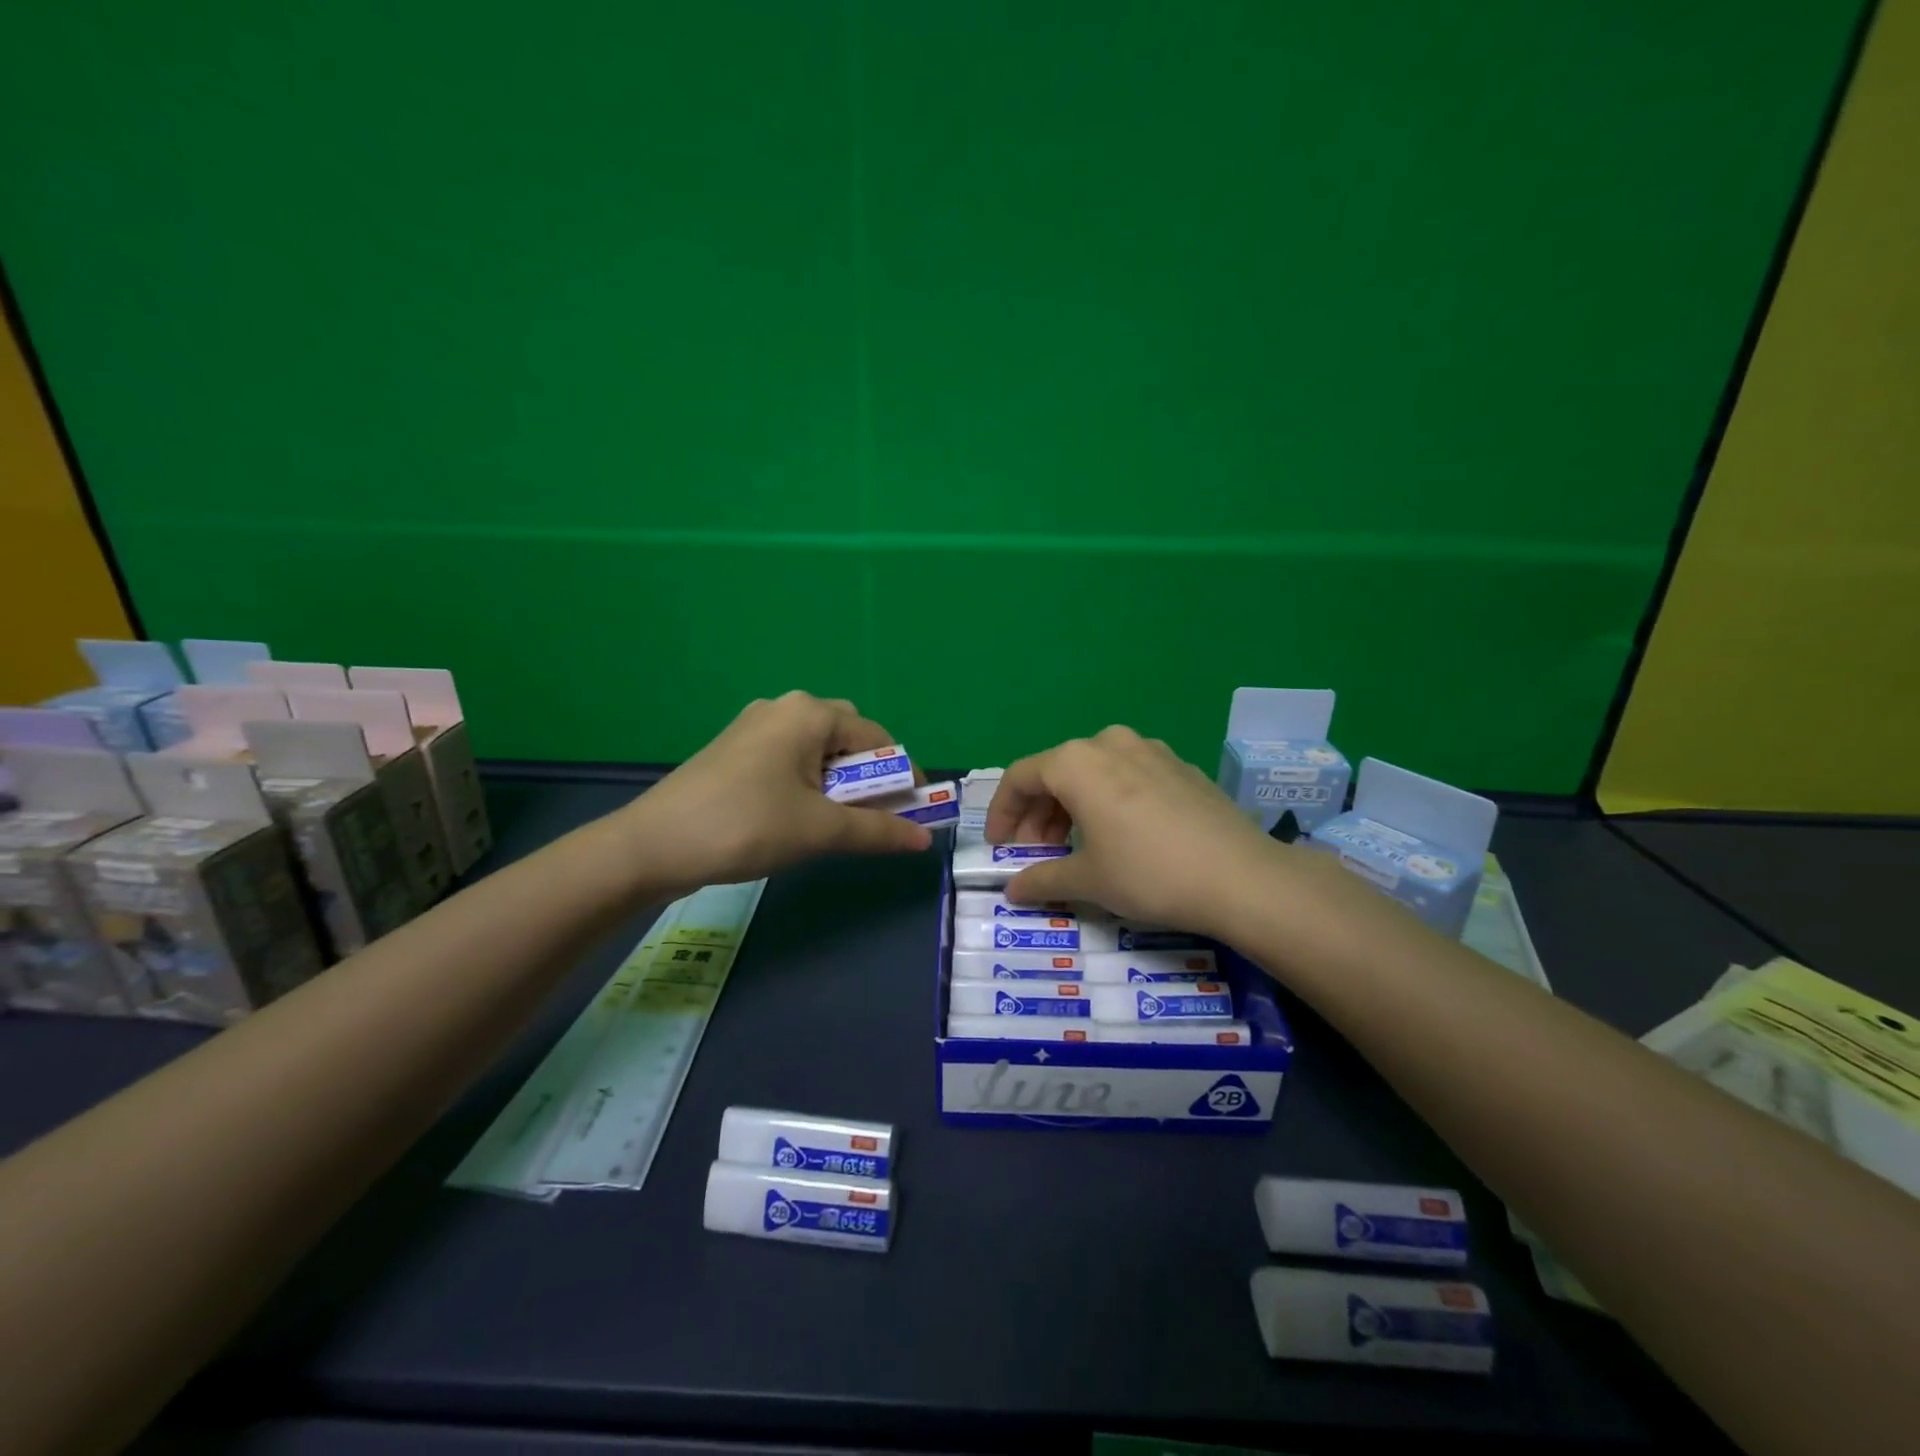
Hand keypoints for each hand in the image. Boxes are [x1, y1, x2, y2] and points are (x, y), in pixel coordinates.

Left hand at [615, 691, 932, 894]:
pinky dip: (809, 782)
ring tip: (836, 822)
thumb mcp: (820, 830)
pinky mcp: (735, 749)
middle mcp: (784, 707)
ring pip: (817, 749)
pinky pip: (789, 757)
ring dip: (838, 782)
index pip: (877, 739)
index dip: (901, 776)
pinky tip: (799, 815)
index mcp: (810, 713)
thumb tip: (925, 839)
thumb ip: (878, 831)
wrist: (654, 844)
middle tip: (872, 817)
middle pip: (847, 737)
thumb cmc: (747, 825)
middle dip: (868, 777)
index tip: (912, 812)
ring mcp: (754, 726)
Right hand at [986, 725, 1281, 937]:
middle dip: (1037, 815)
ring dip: (1071, 808)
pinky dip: (1107, 801)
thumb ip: (1041, 879)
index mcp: (1077, 762)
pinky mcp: (1181, 766)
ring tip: (1075, 848)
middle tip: (1036, 854)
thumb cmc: (1149, 873)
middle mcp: (1109, 743)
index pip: (1020, 778)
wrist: (1241, 877)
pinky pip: (1127, 776)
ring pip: (1093, 773)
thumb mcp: (1087, 881)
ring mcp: (1150, 750)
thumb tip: (1013, 889)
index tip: (999, 846)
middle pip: (1056, 773)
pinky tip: (1120, 836)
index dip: (1002, 813)